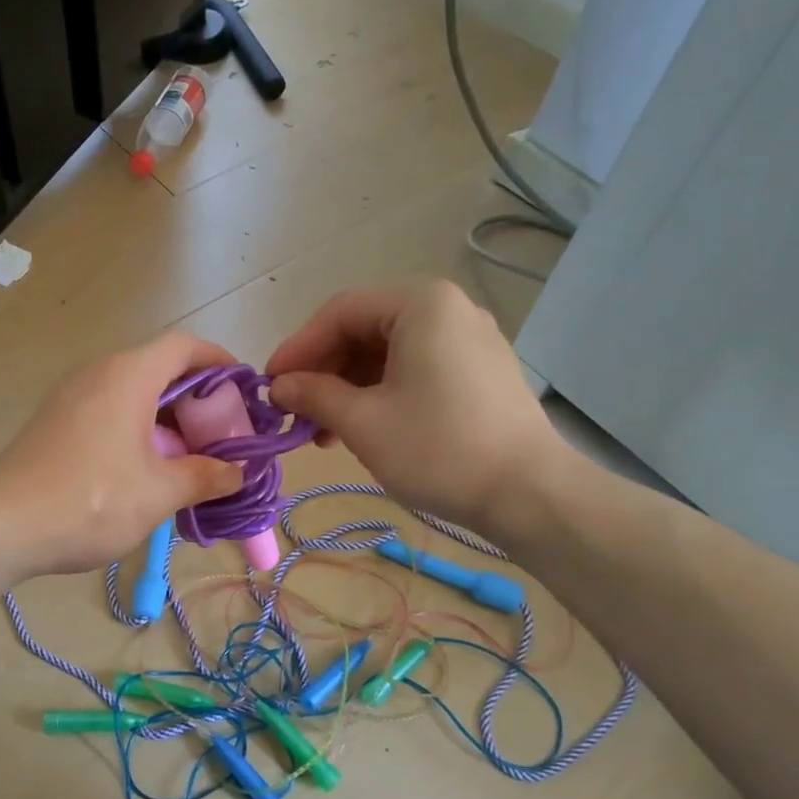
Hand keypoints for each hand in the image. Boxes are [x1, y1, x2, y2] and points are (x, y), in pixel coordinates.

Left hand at [0, 332, 245, 577]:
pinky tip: (146, 474)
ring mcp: (71, 397)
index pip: (184, 346)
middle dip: (197, 403)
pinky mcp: (55, 423)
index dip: (220, 363)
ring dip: (167, 423)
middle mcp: (98, 373)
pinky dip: (137, 432)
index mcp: (128, 375)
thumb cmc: (91, 501)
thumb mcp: (159, 492)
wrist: (1, 526)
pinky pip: (109, 414)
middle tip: (221, 440)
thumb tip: (237, 473)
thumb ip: (205, 477)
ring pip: (133, 396)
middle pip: (160, 370)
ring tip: (189, 463)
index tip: (244, 392)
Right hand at [265, 280, 564, 530]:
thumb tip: (279, 386)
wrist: (528, 494)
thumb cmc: (438, 448)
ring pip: (388, 355)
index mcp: (421, 304)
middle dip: (323, 372)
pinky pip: (415, 371)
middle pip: (364, 331)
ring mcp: (469, 341)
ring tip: (322, 433)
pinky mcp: (479, 373)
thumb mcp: (362, 421)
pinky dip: (380, 395)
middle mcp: (448, 310)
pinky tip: (360, 431)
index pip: (340, 312)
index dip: (298, 348)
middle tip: (294, 412)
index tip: (270, 385)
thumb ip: (314, 394)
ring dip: (348, 389)